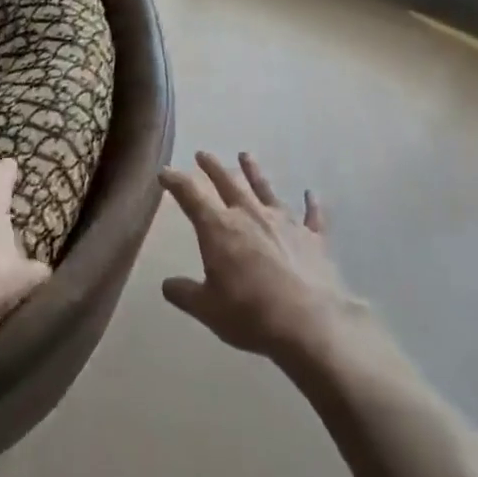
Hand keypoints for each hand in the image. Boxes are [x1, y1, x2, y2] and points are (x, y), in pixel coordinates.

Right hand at [159, 151, 367, 370]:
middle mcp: (250, 215)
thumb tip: (166, 285)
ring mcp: (284, 223)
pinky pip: (311, 216)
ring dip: (254, 172)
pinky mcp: (313, 238)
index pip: (191, 196)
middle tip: (203, 154)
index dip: (176, 181)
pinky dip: (311, 205)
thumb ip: (185, 294)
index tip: (165, 172)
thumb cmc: (250, 314)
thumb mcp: (207, 309)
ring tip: (246, 155)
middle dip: (213, 167)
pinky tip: (310, 194)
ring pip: (265, 189)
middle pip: (228, 183)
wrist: (308, 323)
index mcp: (219, 228)